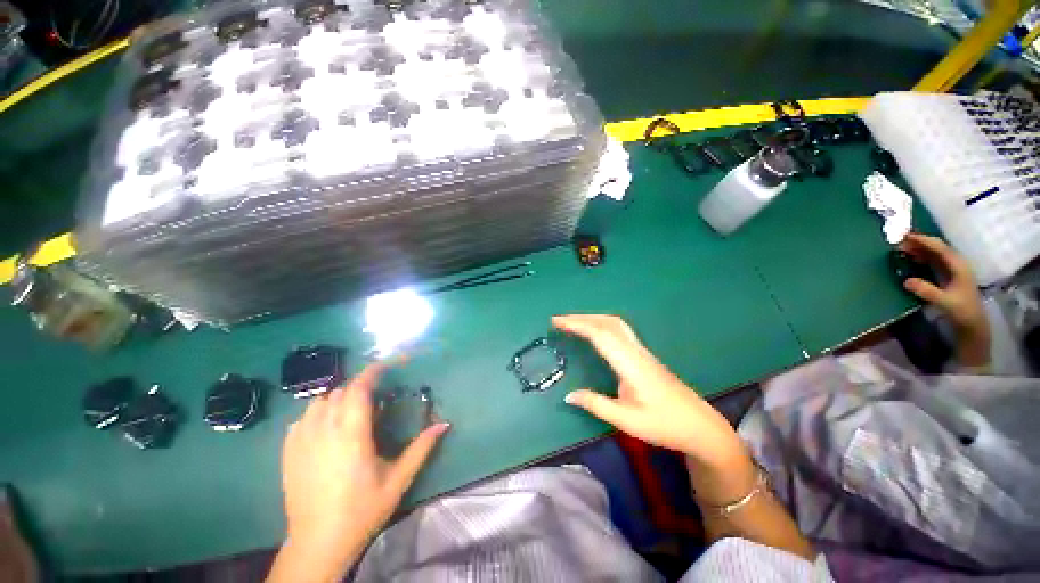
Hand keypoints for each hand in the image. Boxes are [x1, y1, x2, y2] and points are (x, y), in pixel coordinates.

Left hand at [269, 364, 449, 582]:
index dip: (373, 372)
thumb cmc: (362, 510)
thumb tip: (444, 424)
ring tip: (352, 411)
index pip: (359, 389)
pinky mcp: (288, 452)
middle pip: (341, 391)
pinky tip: (327, 428)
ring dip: (338, 398)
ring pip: (319, 401)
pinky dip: (317, 413)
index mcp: (352, 435)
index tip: (388, 365)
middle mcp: (324, 431)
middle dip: (360, 386)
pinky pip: (302, 418)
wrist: (318, 543)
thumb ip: (421, 449)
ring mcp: (302, 441)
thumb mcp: (398, 480)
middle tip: (376, 396)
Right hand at [552, 314, 743, 465]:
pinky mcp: (644, 356)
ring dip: (593, 319)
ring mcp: (642, 352)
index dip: (578, 325)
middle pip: (608, 323)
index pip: (601, 335)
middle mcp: (636, 351)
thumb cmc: (664, 425)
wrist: (700, 426)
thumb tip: (568, 395)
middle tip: (559, 320)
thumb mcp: (626, 420)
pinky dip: (602, 325)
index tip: (558, 322)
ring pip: (616, 324)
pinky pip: (620, 331)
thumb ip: (596, 405)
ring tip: (572, 323)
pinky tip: (595, 333)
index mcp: (631, 364)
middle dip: (582, 317)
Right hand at [899, 233, 990, 366]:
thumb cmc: (961, 311)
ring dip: (920, 249)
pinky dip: (923, 257)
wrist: (972, 324)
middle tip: (900, 241)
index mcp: (958, 266)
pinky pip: (935, 261)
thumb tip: (906, 281)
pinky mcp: (949, 275)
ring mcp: (953, 270)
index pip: (940, 248)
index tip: (905, 237)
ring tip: (903, 248)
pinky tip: (913, 258)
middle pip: (938, 248)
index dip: (923, 241)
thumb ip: (927, 291)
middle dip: (920, 243)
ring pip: (936, 254)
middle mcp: (957, 264)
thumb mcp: (944, 302)